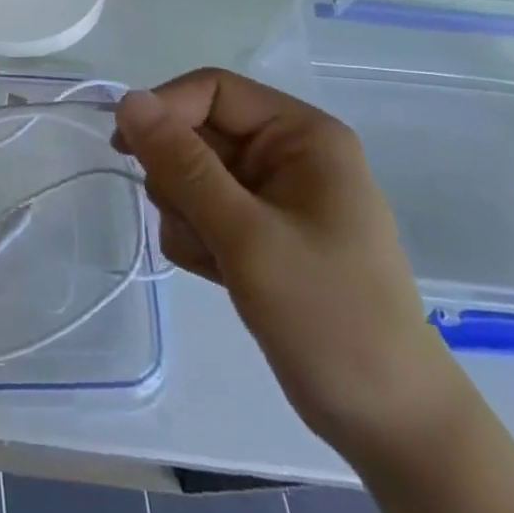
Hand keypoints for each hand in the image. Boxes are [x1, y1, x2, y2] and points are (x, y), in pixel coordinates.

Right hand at [115, 69, 463, 463]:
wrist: (388, 423)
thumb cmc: (329, 317)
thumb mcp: (248, 237)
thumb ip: (182, 165)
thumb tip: (127, 101)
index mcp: (301, 134)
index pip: (213, 90)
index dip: (165, 110)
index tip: (125, 149)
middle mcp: (286, 152)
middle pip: (196, 131)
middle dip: (179, 176)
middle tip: (189, 221)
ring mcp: (271, 193)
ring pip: (189, 172)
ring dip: (185, 212)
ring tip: (215, 257)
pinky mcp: (258, 230)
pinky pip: (198, 208)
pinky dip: (196, 237)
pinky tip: (220, 273)